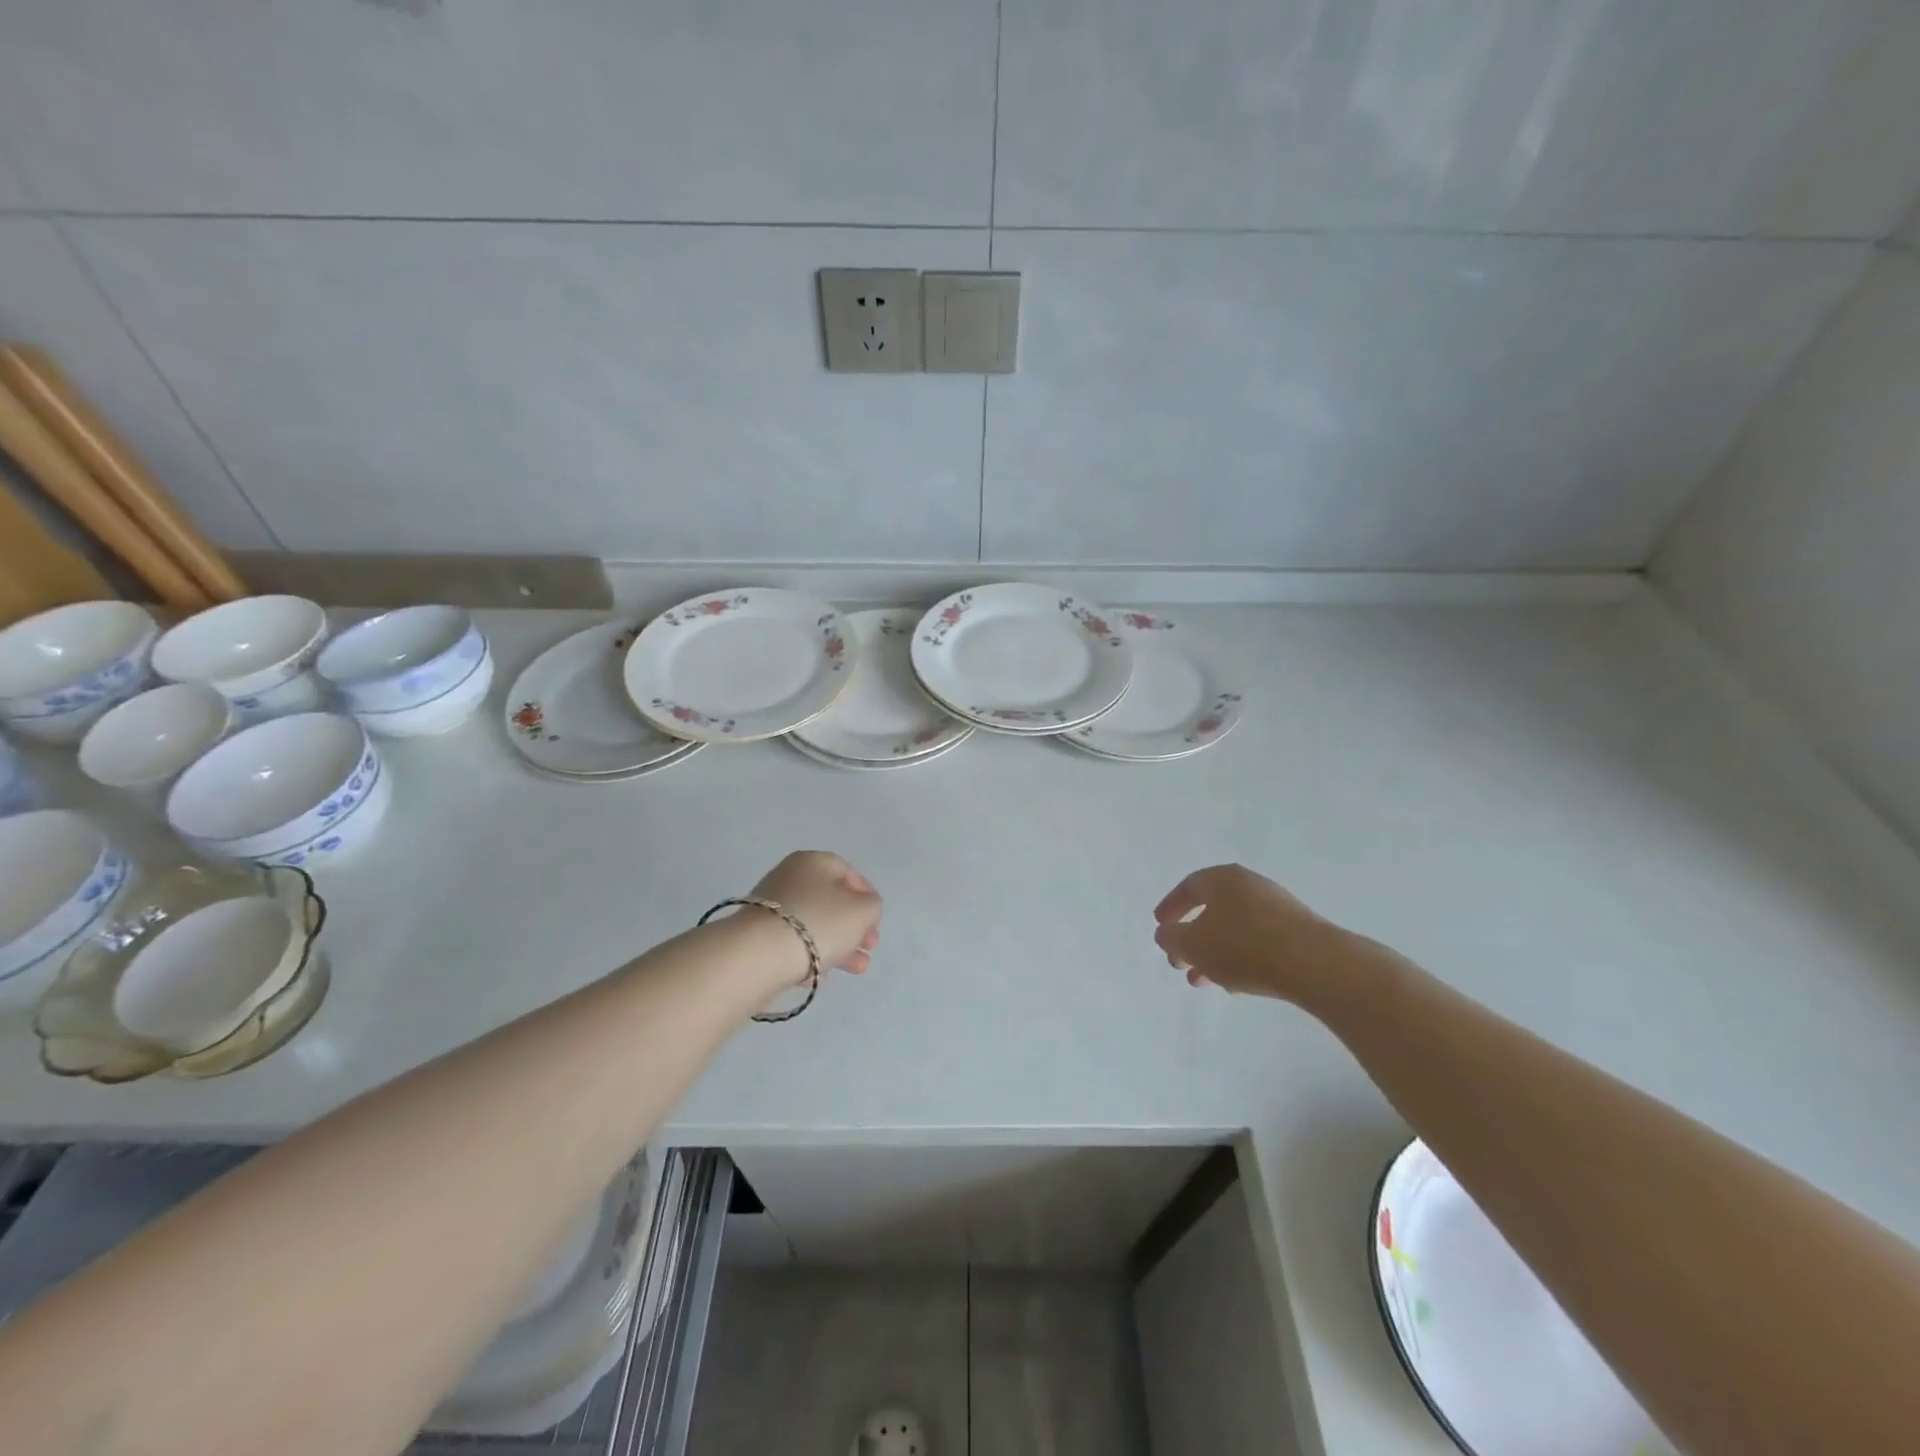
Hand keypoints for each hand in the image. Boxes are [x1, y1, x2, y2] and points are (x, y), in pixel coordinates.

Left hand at [748, 850, 881, 977]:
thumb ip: (872, 906)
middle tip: (868, 949)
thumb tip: (862, 910)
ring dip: (839, 946)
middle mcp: (790, 877)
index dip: (868, 898)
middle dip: (854, 928)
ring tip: (856, 969)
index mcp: (814, 861)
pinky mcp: (758, 935)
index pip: (850, 874)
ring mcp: (771, 906)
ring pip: (814, 925)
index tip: (876, 923)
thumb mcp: (863, 910)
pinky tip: (821, 977)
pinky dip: (810, 957)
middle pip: (832, 901)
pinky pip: (793, 943)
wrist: (759, 955)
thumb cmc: (819, 923)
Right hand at [1153, 864, 1375, 1004]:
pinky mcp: (1297, 931)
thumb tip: (1166, 934)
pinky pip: (1258, 941)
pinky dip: (1240, 958)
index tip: (1160, 927)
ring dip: (1214, 953)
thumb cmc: (1244, 947)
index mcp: (1222, 878)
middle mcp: (1250, 885)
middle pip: (1212, 909)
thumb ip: (1171, 938)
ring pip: (1234, 929)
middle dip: (1191, 938)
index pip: (1188, 887)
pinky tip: (1236, 984)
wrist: (1316, 964)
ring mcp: (1277, 907)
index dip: (1171, 907)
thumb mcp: (1193, 945)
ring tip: (1204, 981)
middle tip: (1179, 963)